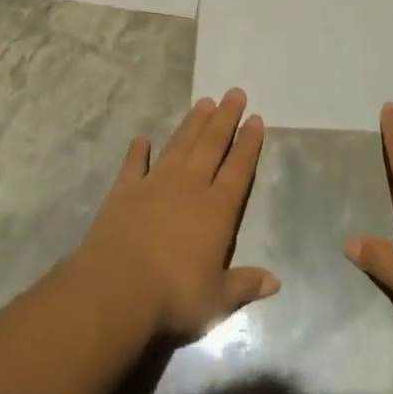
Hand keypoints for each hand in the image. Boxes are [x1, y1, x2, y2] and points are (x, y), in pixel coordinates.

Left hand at [73, 89, 277, 337]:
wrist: (117, 289)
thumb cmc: (174, 296)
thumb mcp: (217, 299)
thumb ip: (245, 284)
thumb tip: (275, 281)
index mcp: (217, 210)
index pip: (238, 169)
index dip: (248, 144)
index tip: (255, 119)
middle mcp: (189, 187)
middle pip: (211, 146)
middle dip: (225, 119)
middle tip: (235, 93)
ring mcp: (155, 184)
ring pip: (179, 146)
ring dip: (192, 124)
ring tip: (204, 102)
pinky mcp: (124, 191)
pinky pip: (134, 165)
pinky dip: (138, 151)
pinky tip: (142, 139)